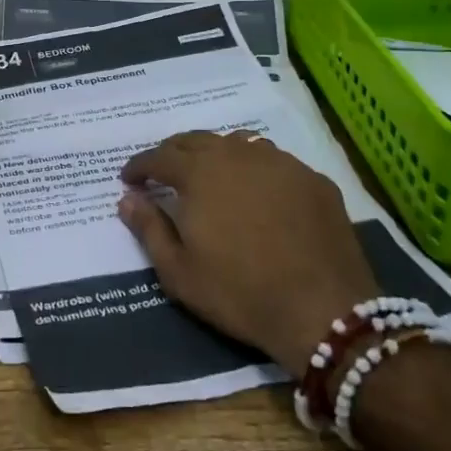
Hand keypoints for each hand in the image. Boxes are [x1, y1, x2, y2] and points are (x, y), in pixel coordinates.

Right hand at [119, 131, 377, 376]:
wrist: (323, 309)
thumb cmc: (239, 293)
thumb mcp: (179, 271)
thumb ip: (148, 228)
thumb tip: (127, 198)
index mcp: (200, 172)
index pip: (160, 157)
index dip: (140, 166)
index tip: (128, 179)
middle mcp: (238, 154)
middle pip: (197, 141)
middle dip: (174, 153)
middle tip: (163, 173)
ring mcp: (281, 163)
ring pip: (238, 145)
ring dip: (216, 156)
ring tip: (210, 177)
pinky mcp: (313, 179)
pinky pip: (275, 163)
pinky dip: (255, 171)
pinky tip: (258, 194)